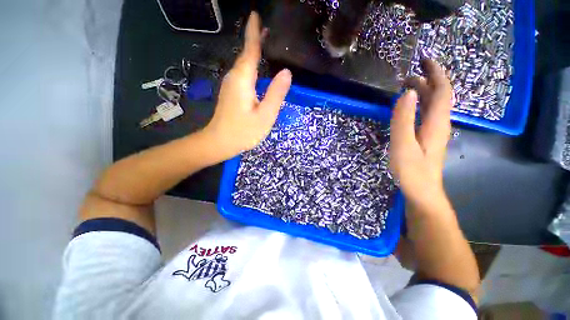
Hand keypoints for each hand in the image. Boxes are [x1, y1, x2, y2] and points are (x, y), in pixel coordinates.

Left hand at [203, 12, 291, 159]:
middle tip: (271, 29)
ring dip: (254, 53)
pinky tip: (260, 69)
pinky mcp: (231, 93)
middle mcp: (234, 77)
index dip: (254, 32)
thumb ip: (276, 94)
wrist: (219, 142)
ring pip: (244, 64)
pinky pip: (243, 74)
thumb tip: (287, 72)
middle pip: (246, 54)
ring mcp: (231, 85)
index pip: (250, 50)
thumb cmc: (243, 131)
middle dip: (256, 40)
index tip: (256, 14)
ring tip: (268, 44)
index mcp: (243, 79)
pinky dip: (252, 66)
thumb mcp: (265, 115)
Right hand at [390, 59, 452, 206]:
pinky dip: (419, 105)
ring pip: (433, 106)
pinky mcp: (427, 138)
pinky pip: (426, 115)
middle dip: (427, 81)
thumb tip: (407, 93)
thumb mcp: (403, 145)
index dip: (436, 73)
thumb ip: (403, 120)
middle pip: (439, 96)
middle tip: (406, 75)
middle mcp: (439, 124)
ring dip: (422, 93)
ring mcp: (434, 132)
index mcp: (436, 123)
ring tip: (404, 88)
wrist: (422, 192)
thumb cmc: (412, 171)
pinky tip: (408, 108)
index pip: (442, 91)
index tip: (424, 60)